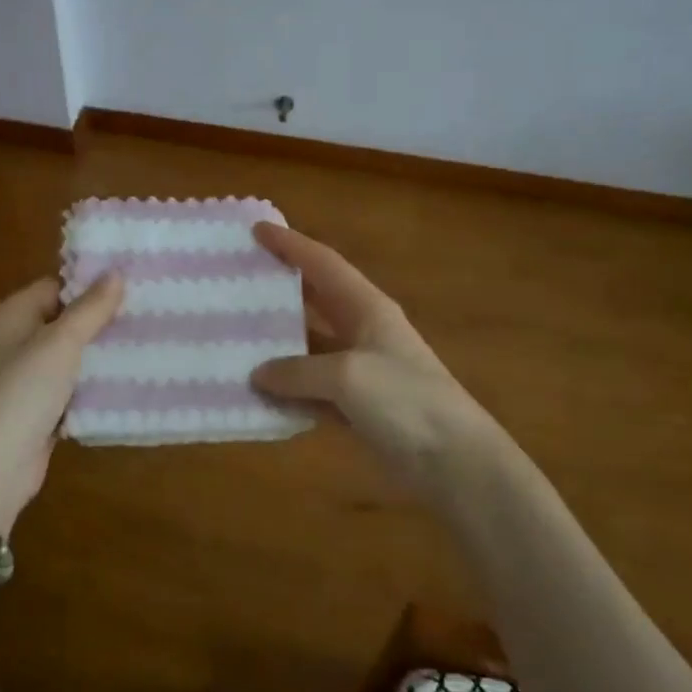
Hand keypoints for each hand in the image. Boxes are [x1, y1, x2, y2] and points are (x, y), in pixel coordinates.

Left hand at [0, 274, 123, 531]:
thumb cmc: (20, 394)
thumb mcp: (59, 344)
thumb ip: (89, 309)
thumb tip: (116, 273)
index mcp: (11, 316)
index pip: (55, 286)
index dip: (91, 284)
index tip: (133, 283)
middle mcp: (14, 342)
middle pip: (64, 320)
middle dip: (102, 319)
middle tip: (147, 311)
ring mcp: (24, 379)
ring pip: (71, 356)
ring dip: (101, 353)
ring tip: (148, 341)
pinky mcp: (37, 411)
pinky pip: (71, 388)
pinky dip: (93, 385)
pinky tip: (129, 380)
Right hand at [250, 222, 498, 484]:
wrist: (455, 462)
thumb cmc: (405, 401)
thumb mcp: (346, 376)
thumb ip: (298, 371)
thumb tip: (260, 374)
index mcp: (367, 308)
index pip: (323, 264)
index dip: (291, 244)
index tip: (257, 229)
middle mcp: (363, 332)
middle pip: (316, 301)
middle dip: (281, 289)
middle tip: (240, 280)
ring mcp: (361, 371)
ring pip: (311, 348)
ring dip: (279, 346)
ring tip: (236, 338)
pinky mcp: (359, 408)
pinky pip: (314, 391)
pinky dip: (290, 392)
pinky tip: (260, 395)